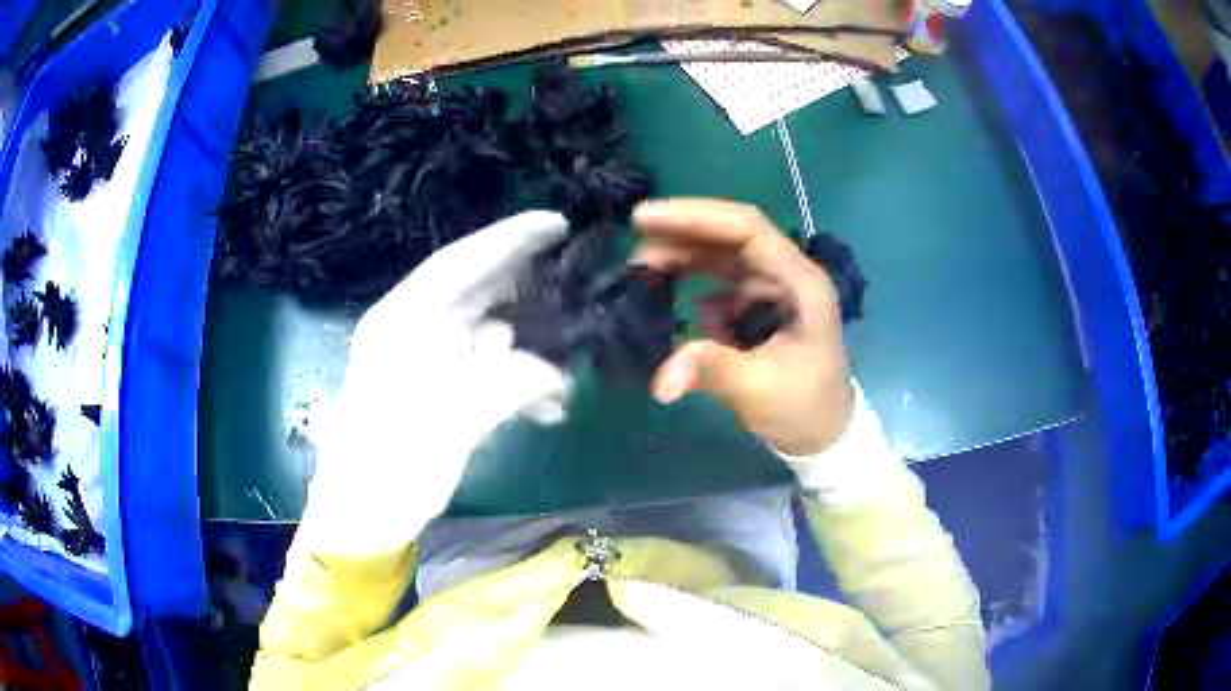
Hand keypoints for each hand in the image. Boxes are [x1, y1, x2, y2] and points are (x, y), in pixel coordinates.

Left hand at [301, 211, 571, 556]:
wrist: (363, 516)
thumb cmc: (393, 463)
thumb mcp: (455, 418)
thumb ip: (512, 382)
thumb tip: (560, 375)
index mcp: (402, 319)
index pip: (460, 261)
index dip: (510, 238)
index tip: (557, 224)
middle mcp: (413, 329)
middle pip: (477, 291)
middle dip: (527, 287)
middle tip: (576, 277)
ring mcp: (425, 360)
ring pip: (488, 334)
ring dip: (530, 350)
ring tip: (569, 368)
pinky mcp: (438, 391)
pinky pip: (487, 371)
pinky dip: (518, 384)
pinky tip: (549, 408)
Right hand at [633, 199, 854, 455]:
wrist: (825, 432)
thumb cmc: (805, 407)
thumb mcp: (761, 390)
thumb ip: (713, 371)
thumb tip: (661, 378)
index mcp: (800, 281)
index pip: (747, 230)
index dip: (697, 218)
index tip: (646, 220)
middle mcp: (788, 273)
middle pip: (732, 235)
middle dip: (683, 231)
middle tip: (634, 235)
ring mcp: (774, 287)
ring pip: (723, 256)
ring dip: (684, 255)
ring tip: (642, 266)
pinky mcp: (760, 304)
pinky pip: (721, 282)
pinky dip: (693, 283)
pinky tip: (671, 297)